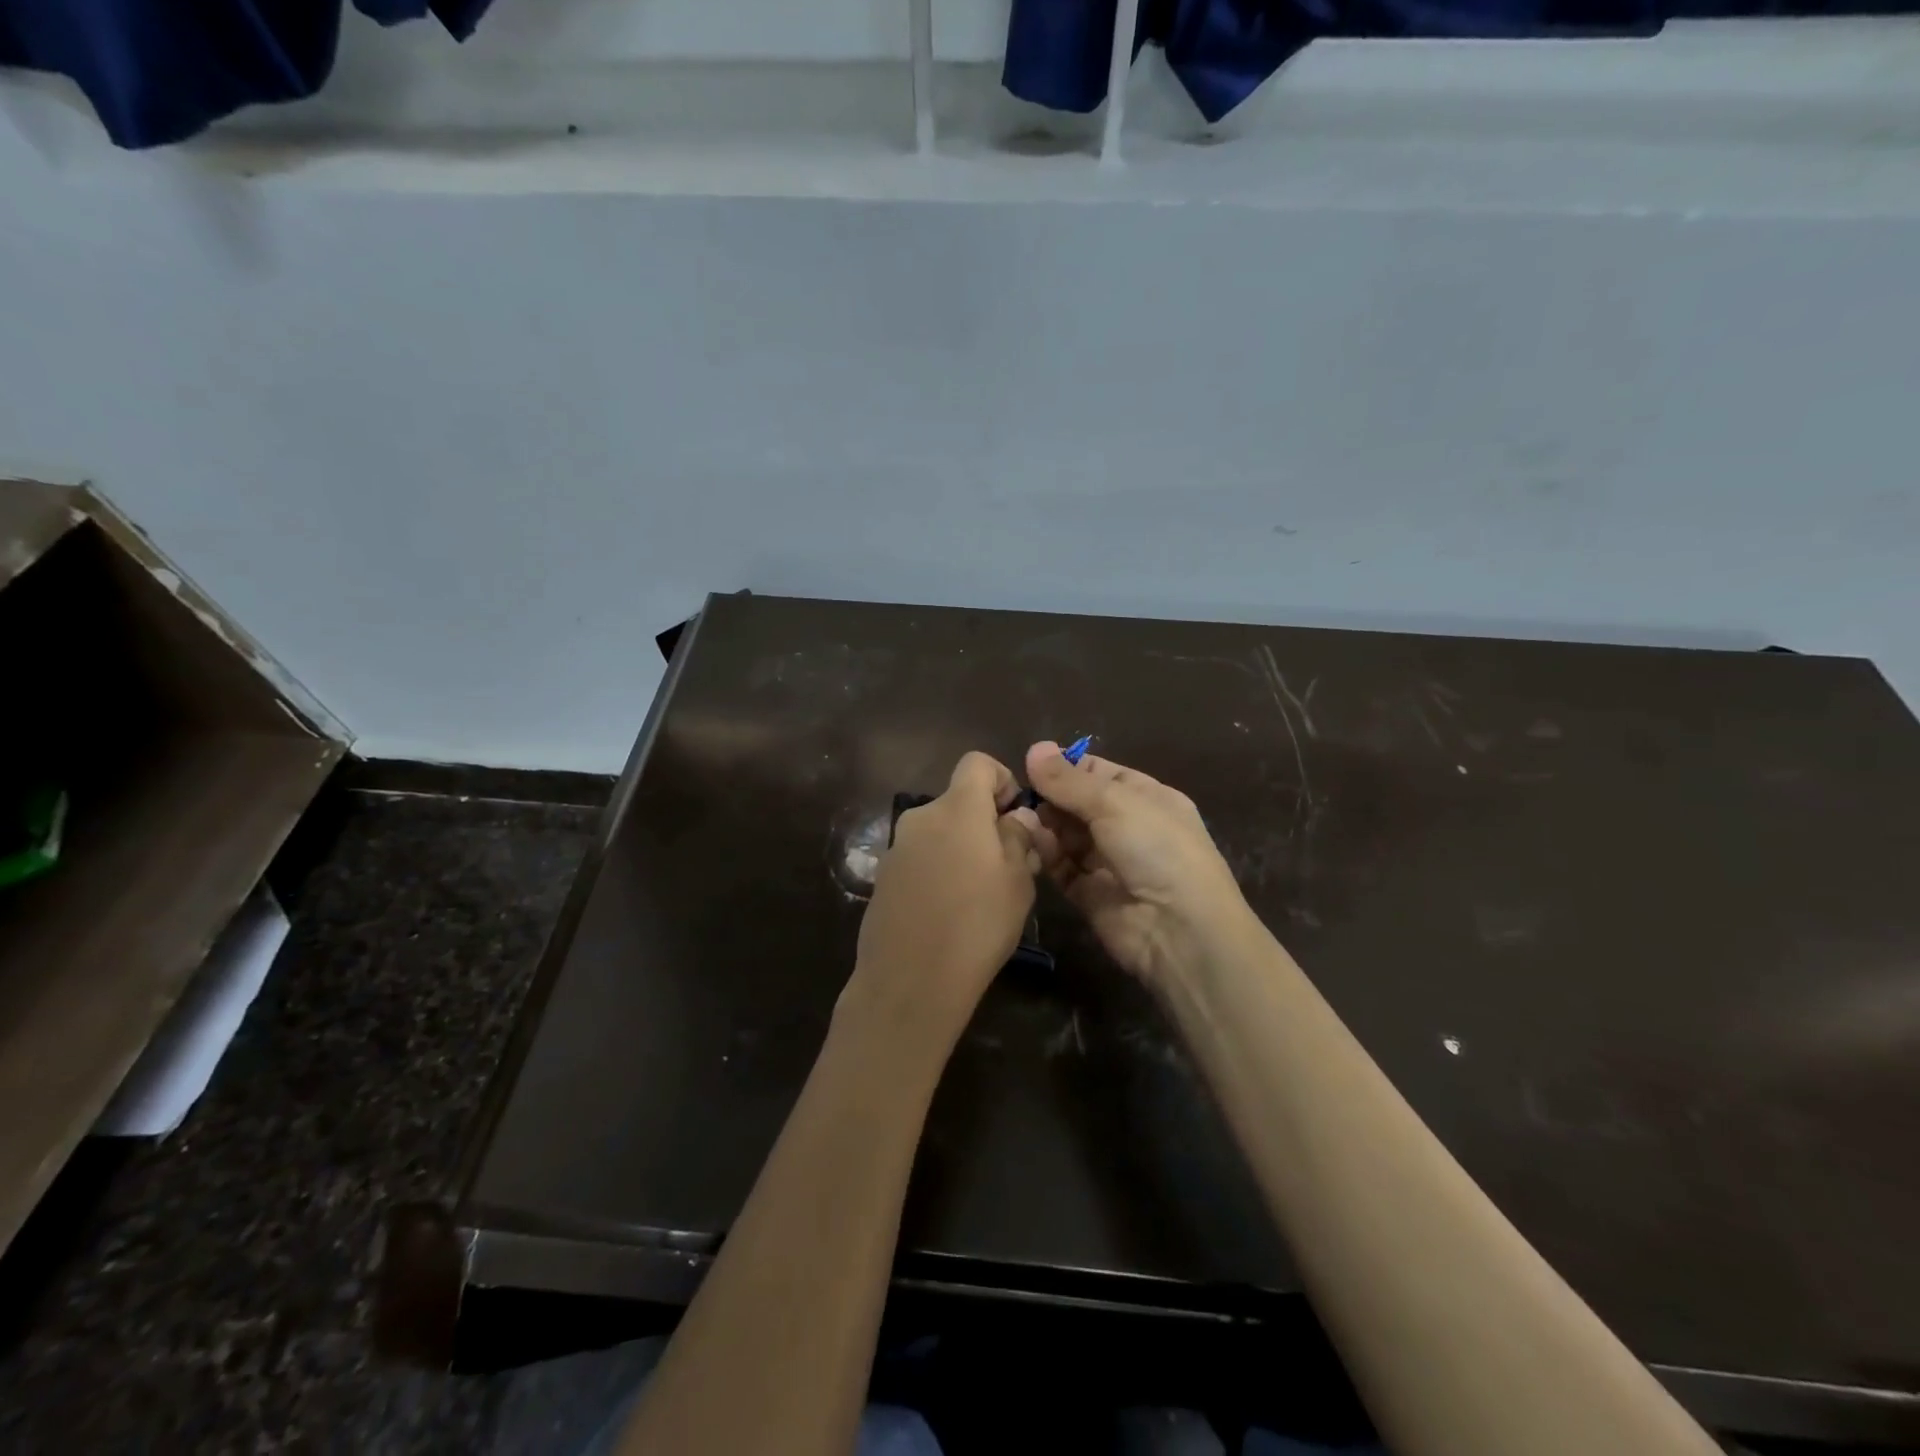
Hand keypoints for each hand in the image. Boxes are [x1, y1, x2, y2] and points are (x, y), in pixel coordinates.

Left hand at [848, 752, 1041, 1042]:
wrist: (909, 981)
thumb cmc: (977, 925)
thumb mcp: (1017, 881)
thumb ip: (1018, 838)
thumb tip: (1017, 818)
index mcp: (957, 808)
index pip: (978, 763)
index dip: (1002, 780)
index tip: (1015, 818)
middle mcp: (921, 817)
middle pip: (958, 801)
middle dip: (985, 823)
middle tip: (1009, 866)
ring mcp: (897, 848)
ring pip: (939, 832)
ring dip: (962, 849)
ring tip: (980, 895)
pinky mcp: (883, 878)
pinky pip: (920, 859)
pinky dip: (938, 871)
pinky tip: (948, 912)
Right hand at [1024, 741, 1251, 988]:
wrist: (1179, 930)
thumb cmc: (1156, 848)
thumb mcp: (1114, 802)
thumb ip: (1069, 780)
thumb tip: (1034, 747)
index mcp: (1146, 797)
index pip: (1099, 773)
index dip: (1066, 768)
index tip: (1031, 764)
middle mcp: (1128, 827)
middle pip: (1079, 804)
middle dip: (1050, 797)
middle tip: (1020, 793)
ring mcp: (1109, 862)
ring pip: (1067, 835)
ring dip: (1045, 824)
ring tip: (1020, 815)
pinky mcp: (1090, 895)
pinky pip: (1062, 867)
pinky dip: (1046, 854)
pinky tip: (1029, 840)